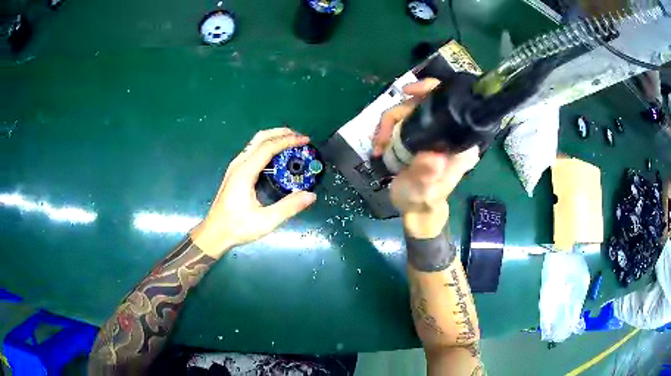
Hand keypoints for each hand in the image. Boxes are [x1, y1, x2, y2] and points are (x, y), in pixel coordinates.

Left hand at [191, 128, 316, 256]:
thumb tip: (311, 195)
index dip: (288, 140)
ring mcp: (235, 167)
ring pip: (255, 143)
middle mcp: (239, 164)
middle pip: (260, 138)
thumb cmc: (237, 227)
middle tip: (300, 138)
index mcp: (245, 172)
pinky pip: (253, 151)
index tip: (306, 140)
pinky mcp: (235, 172)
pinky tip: (277, 157)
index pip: (268, 147)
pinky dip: (268, 147)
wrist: (214, 233)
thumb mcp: (265, 221)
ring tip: (292, 143)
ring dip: (274, 138)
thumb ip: (288, 207)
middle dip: (282, 133)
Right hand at [373, 79, 479, 237]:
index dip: (430, 90)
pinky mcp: (419, 136)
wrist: (415, 210)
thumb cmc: (422, 201)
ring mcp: (432, 133)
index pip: (451, 104)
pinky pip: (400, 121)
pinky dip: (386, 131)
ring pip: (406, 111)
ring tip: (379, 147)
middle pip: (421, 103)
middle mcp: (448, 134)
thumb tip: (431, 154)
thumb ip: (428, 173)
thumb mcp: (424, 191)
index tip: (408, 92)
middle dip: (397, 116)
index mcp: (459, 143)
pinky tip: (380, 147)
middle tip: (382, 138)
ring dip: (387, 126)